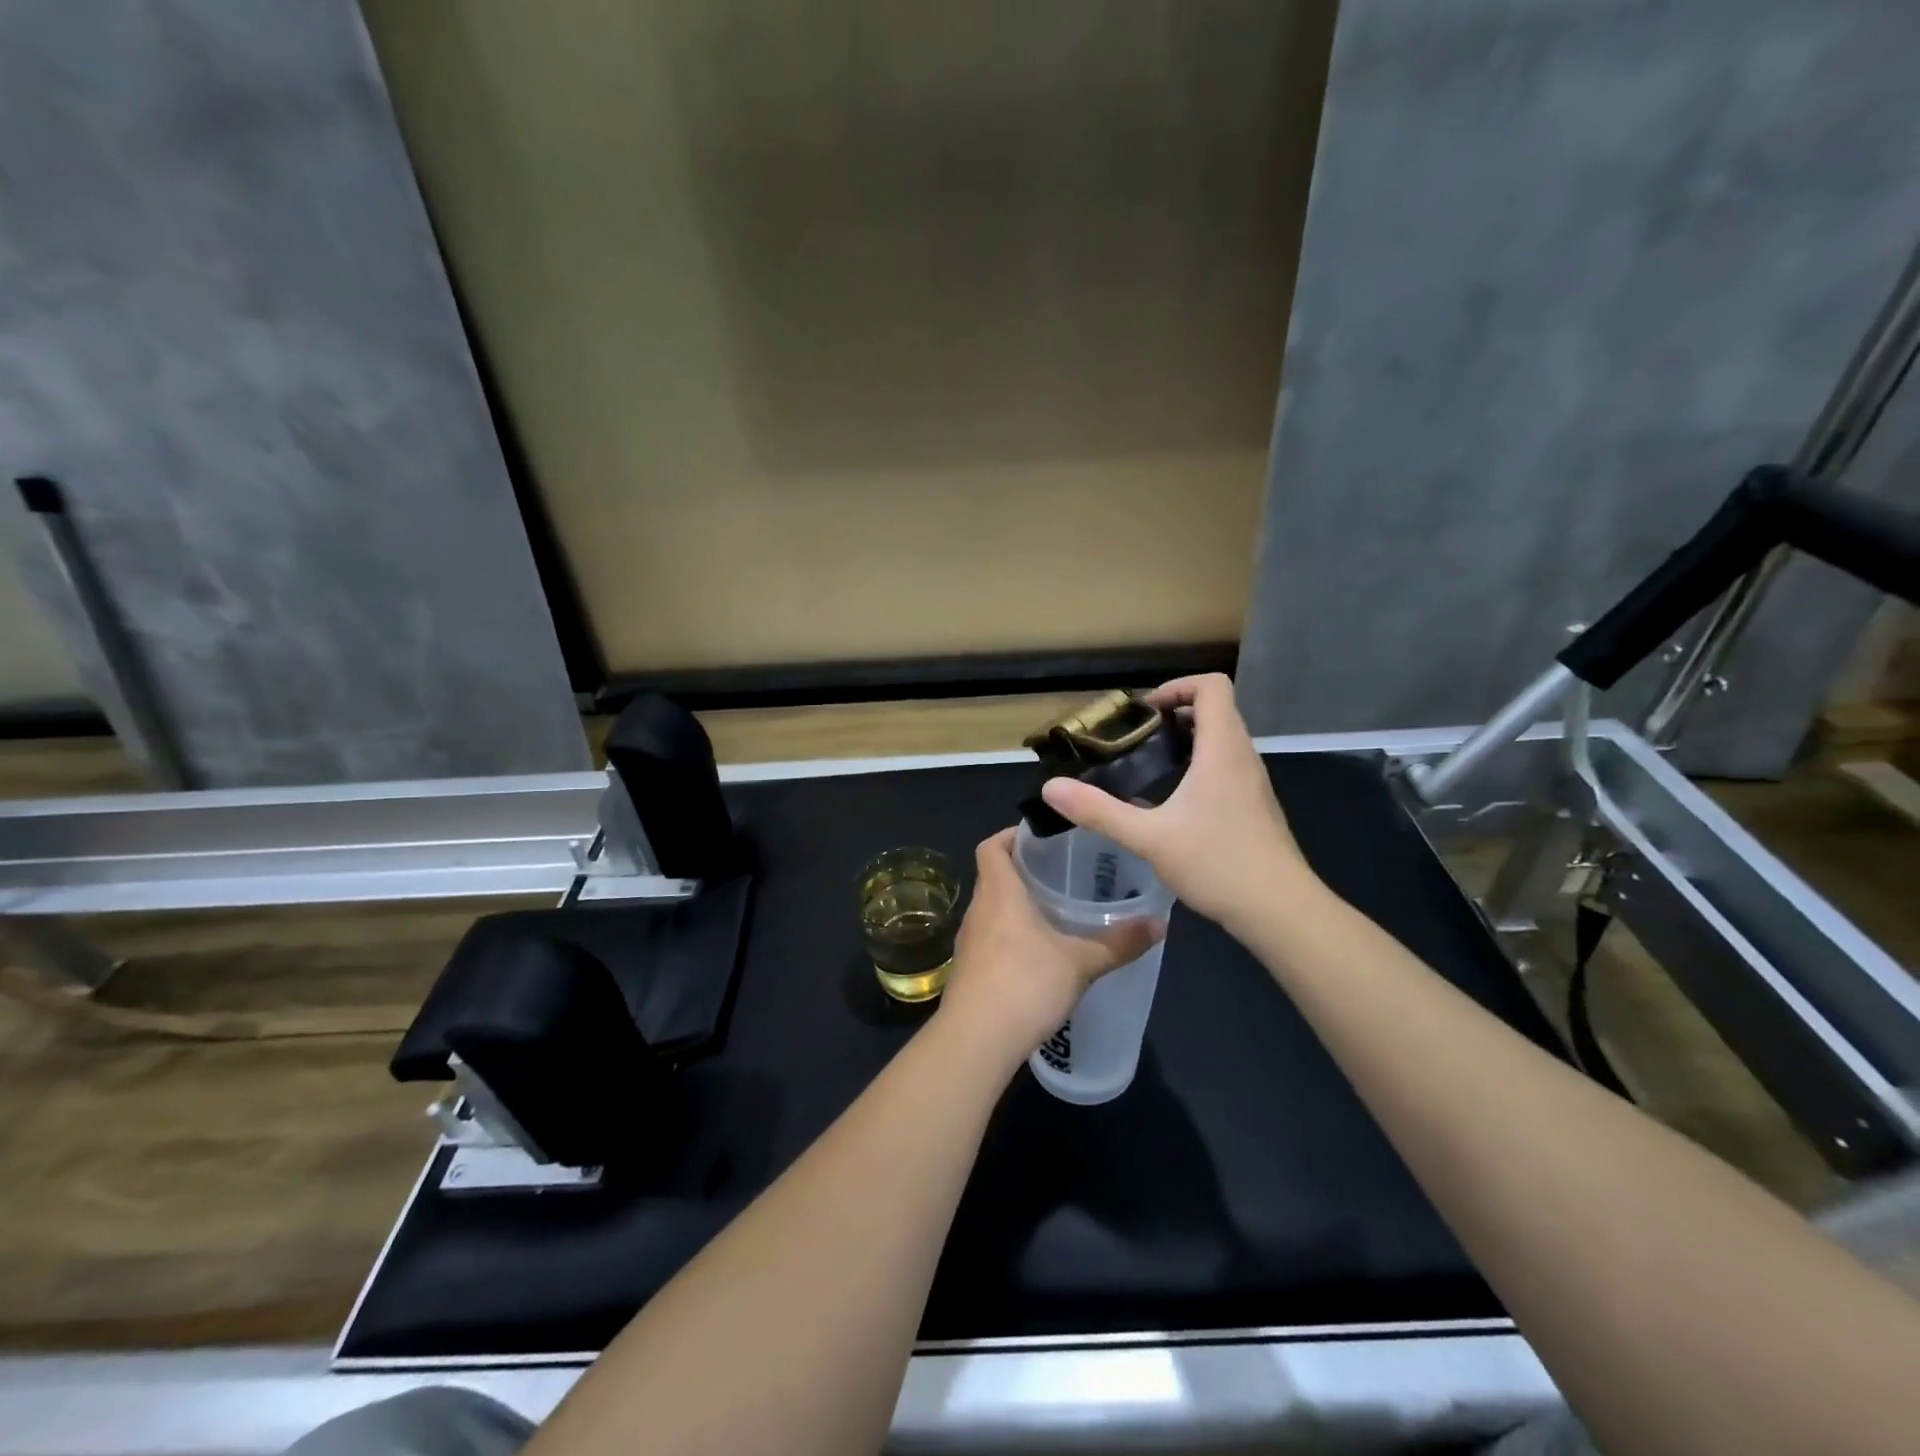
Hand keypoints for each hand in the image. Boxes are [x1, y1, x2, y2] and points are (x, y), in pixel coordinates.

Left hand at [939, 828, 1164, 1062]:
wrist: (975, 1041)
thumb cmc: (1025, 985)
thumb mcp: (1080, 963)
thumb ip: (1119, 943)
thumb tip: (1160, 924)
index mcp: (999, 893)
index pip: (991, 846)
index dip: (1011, 835)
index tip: (1041, 838)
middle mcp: (978, 910)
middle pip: (992, 876)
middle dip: (1022, 871)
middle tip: (1060, 873)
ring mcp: (968, 942)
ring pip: (991, 909)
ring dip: (1015, 906)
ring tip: (1053, 911)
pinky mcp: (968, 971)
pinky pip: (989, 939)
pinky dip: (1009, 936)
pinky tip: (1037, 955)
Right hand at [1039, 674, 1314, 934]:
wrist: (1280, 910)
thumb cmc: (1217, 863)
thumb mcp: (1148, 837)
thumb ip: (1098, 811)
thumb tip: (1052, 788)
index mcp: (1222, 750)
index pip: (1212, 686)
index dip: (1177, 687)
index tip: (1143, 712)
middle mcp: (1242, 757)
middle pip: (1216, 709)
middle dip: (1174, 714)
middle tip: (1136, 738)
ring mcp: (1253, 782)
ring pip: (1222, 740)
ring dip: (1187, 740)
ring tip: (1148, 765)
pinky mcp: (1254, 805)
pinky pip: (1226, 765)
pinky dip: (1199, 766)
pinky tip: (1172, 802)